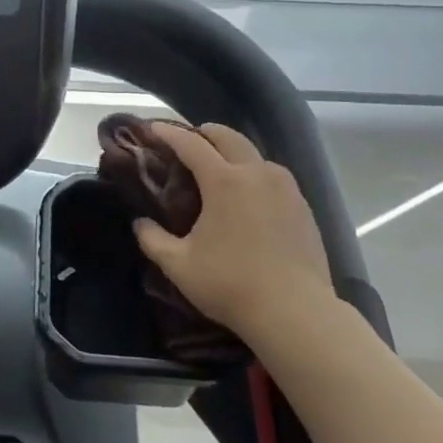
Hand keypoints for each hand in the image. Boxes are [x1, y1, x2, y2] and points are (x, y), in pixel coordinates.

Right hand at [133, 122, 336, 347]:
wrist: (296, 313)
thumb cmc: (231, 285)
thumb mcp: (179, 265)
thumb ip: (153, 240)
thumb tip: (140, 223)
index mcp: (224, 180)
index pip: (190, 144)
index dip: (169, 133)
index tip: (153, 129)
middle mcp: (256, 173)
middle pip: (228, 137)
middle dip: (204, 133)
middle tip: (187, 141)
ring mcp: (285, 188)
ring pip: (255, 154)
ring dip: (232, 152)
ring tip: (218, 168)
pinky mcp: (303, 206)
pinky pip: (273, 176)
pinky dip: (254, 173)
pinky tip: (248, 196)